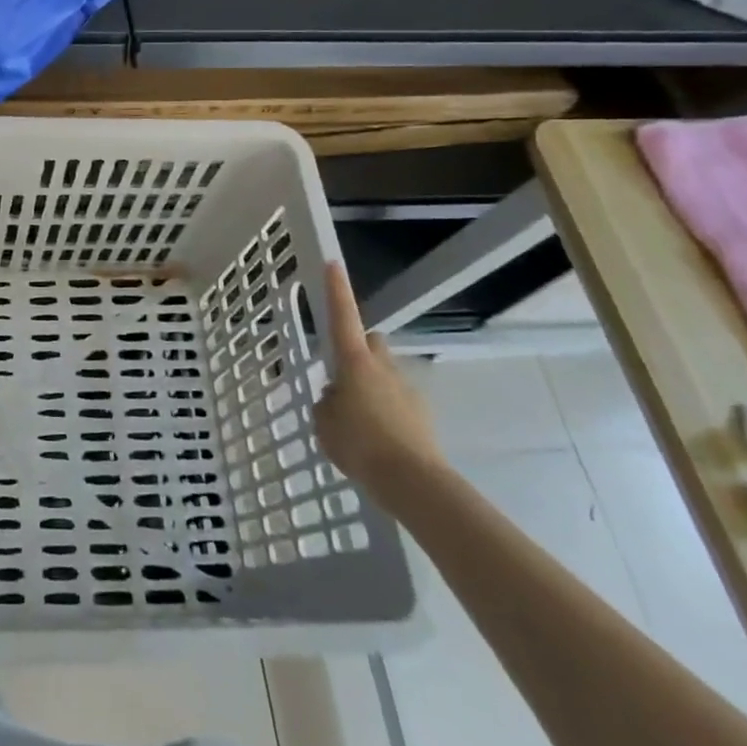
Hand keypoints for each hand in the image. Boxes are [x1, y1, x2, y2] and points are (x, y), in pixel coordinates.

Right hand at [313, 262, 445, 498]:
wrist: (412, 482)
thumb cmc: (359, 444)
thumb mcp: (324, 423)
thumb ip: (326, 404)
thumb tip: (337, 399)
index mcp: (354, 363)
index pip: (343, 317)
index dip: (337, 290)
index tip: (333, 263)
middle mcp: (383, 367)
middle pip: (371, 342)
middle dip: (359, 350)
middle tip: (342, 375)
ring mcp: (407, 390)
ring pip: (385, 374)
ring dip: (372, 385)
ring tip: (358, 420)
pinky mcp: (422, 416)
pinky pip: (398, 403)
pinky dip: (387, 412)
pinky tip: (377, 440)